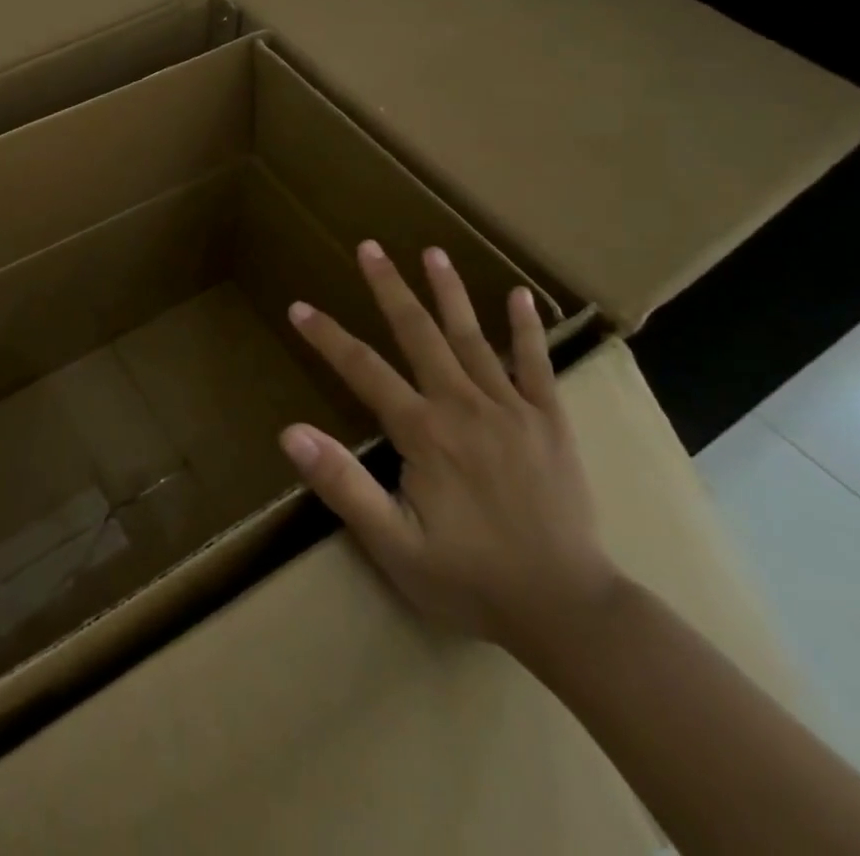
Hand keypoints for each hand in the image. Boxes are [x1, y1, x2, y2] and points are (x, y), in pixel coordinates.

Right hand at [279, 241, 617, 649]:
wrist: (569, 611)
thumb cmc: (470, 579)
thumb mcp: (393, 544)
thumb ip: (342, 484)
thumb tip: (290, 432)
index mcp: (424, 432)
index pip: (363, 369)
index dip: (327, 336)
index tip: (299, 307)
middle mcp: (464, 405)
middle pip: (419, 334)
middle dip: (390, 287)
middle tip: (369, 246)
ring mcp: (512, 409)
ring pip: (473, 337)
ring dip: (449, 292)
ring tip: (432, 252)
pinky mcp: (551, 422)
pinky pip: (537, 365)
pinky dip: (527, 330)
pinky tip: (520, 296)